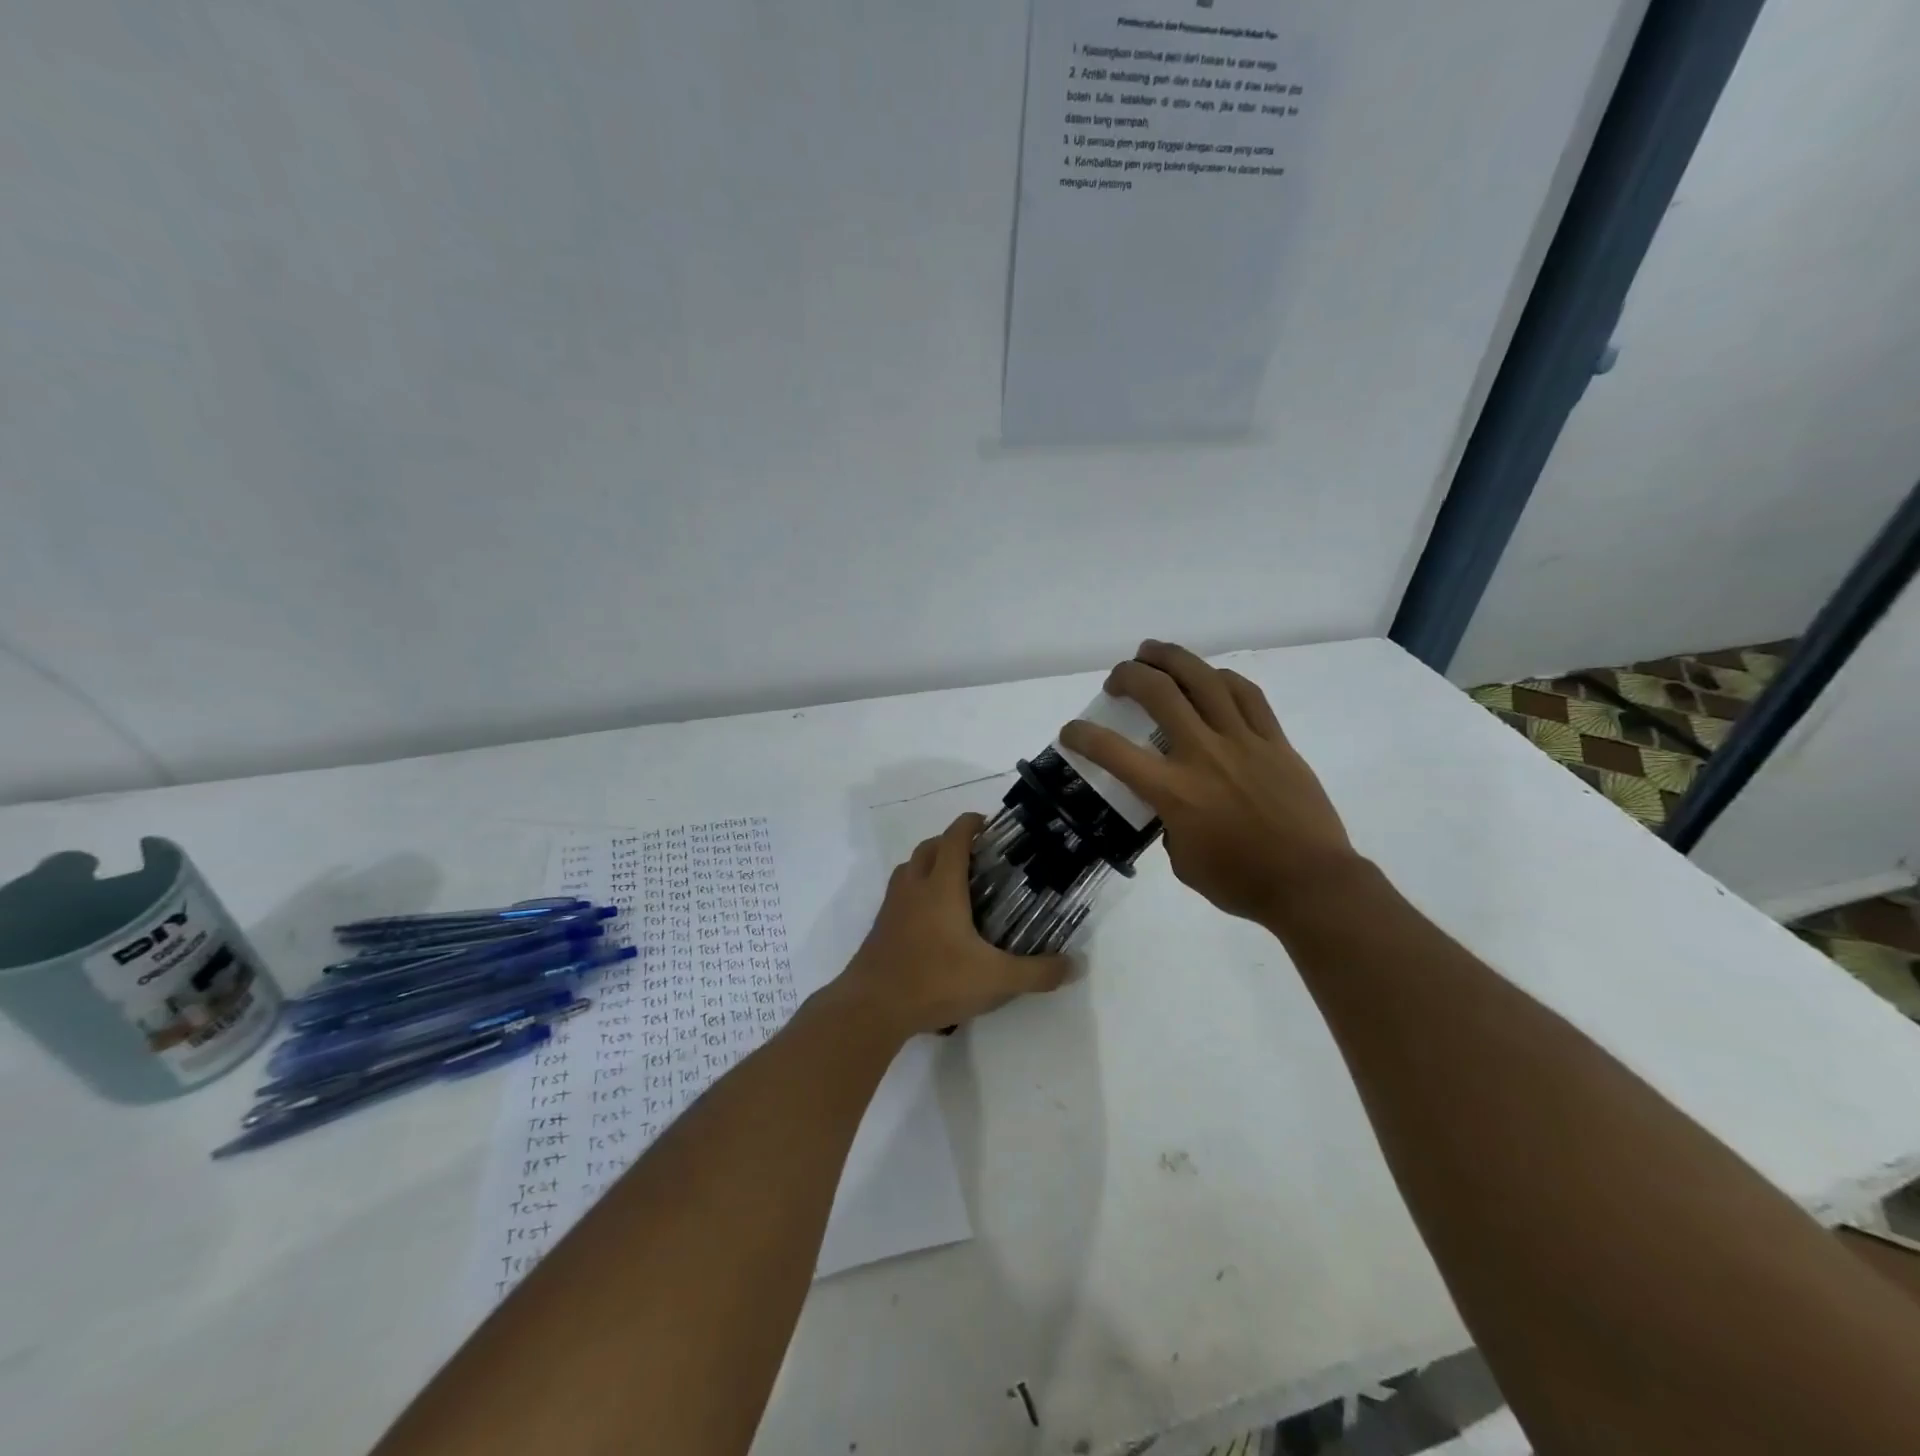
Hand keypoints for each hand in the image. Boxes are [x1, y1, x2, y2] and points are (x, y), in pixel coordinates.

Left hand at [831, 812, 1072, 1038]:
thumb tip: (1075, 966)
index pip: (955, 838)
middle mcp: (914, 886)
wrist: (872, 1007)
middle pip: (929, 848)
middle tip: (978, 856)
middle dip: (951, 842)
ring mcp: (892, 906)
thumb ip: (1037, 973)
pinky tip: (932, 920)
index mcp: (941, 886)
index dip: (971, 824)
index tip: (988, 823)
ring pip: (909, 869)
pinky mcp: (880, 927)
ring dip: (929, 864)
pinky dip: (916, 891)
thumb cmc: (935, 981)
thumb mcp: (996, 980)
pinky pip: (899, 894)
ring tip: (954, 884)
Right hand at [1059, 640, 1357, 926]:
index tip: (1070, 731)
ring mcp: (1242, 742)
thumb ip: (1168, 825)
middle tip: (1118, 678)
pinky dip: (1221, 678)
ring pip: (1203, 680)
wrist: (1310, 883)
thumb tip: (1172, 807)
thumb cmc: (1241, 882)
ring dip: (1171, 658)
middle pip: (1158, 693)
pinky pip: (1247, 695)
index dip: (1081, 736)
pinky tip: (1210, 677)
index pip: (1112, 751)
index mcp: (1173, 791)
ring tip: (1153, 652)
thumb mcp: (1183, 862)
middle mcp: (1202, 754)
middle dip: (1128, 675)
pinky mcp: (1274, 741)